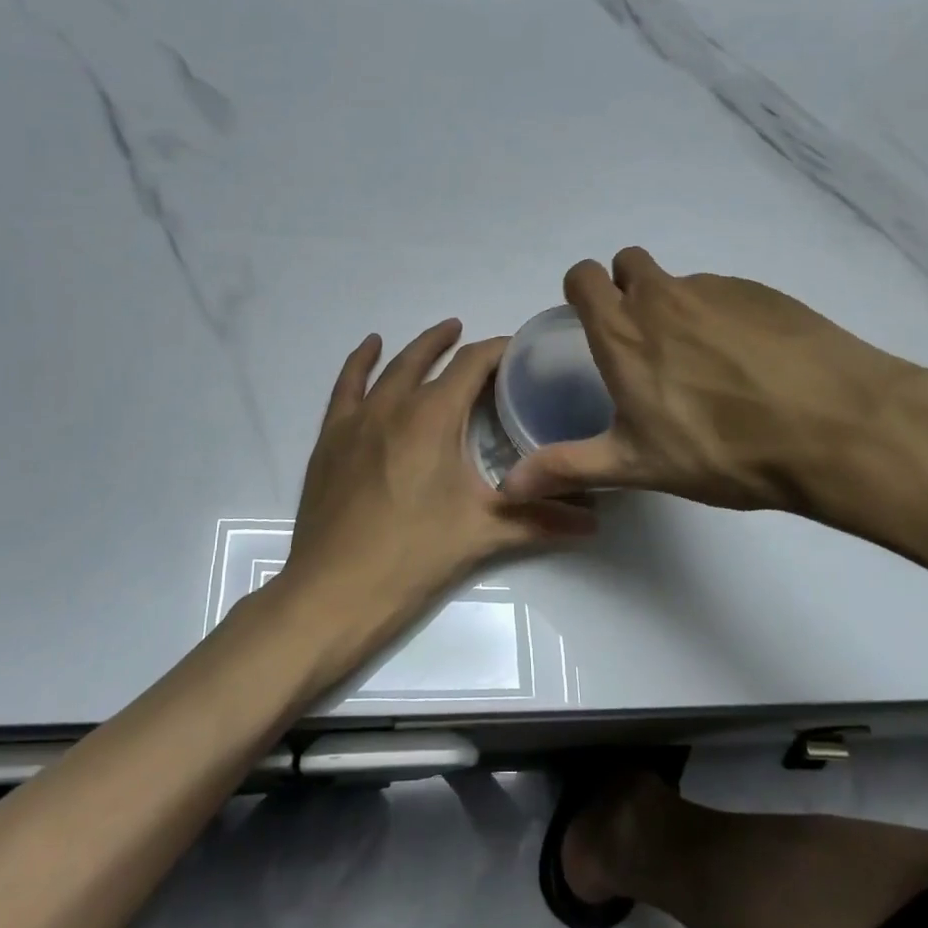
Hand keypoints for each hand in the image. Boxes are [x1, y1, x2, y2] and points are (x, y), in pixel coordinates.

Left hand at [277, 320, 595, 671]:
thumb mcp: (483, 533)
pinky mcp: (330, 438)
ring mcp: (356, 419)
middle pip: (427, 357)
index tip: (519, 350)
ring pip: (389, 368)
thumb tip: (596, 520)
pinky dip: (359, 362)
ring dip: (416, 349)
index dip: (498, 350)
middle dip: (454, 342)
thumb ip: (542, 520)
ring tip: (438, 335)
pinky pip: (345, 387)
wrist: (334, 592)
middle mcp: (393, 405)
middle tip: (475, 337)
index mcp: (433, 417)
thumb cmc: (413, 556)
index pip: (473, 365)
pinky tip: (369, 349)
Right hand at [501, 248, 921, 519]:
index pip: (583, 276)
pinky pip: (726, 295)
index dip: (581, 291)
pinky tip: (751, 363)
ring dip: (678, 308)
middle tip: (645, 341)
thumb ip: (569, 467)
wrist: (835, 428)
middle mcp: (664, 296)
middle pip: (630, 263)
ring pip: (680, 283)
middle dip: (627, 288)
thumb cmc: (721, 449)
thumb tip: (509, 484)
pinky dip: (724, 317)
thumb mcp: (637, 465)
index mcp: (623, 330)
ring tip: (707, 366)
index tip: (592, 321)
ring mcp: (717, 290)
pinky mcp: (764, 293)